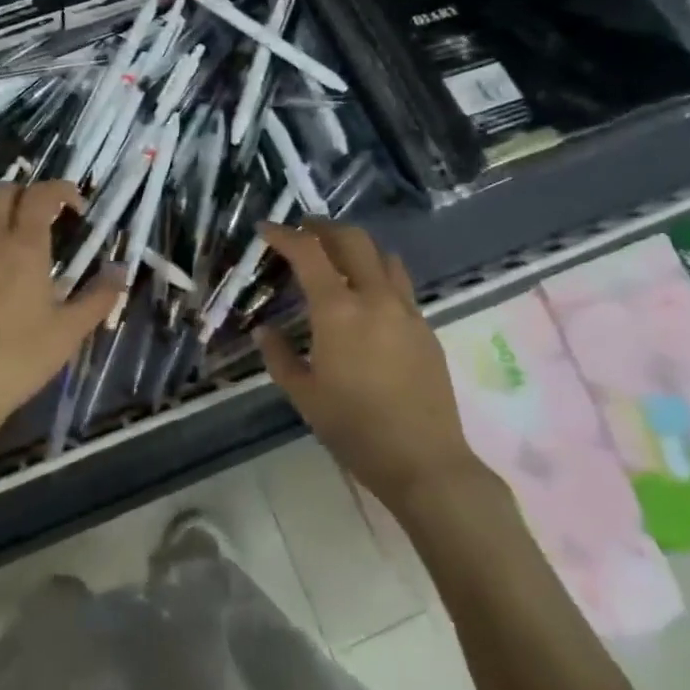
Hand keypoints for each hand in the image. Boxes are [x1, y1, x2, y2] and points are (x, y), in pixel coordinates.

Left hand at [0, 179, 120, 441]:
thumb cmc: (17, 359)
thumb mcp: (68, 332)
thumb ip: (99, 297)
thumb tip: (121, 269)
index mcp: (24, 247)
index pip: (41, 194)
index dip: (61, 190)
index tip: (76, 207)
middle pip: (3, 190)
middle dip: (27, 193)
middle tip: (44, 217)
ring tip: (12, 233)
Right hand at [256, 219, 482, 511]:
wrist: (424, 461)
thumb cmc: (354, 428)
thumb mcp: (303, 394)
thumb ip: (279, 355)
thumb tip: (264, 331)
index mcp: (339, 310)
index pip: (308, 252)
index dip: (284, 234)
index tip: (266, 229)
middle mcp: (375, 298)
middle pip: (352, 239)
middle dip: (323, 228)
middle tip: (303, 231)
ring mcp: (406, 310)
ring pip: (382, 256)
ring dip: (355, 246)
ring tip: (337, 256)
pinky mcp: (426, 327)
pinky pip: (400, 284)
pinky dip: (378, 273)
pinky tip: (366, 296)